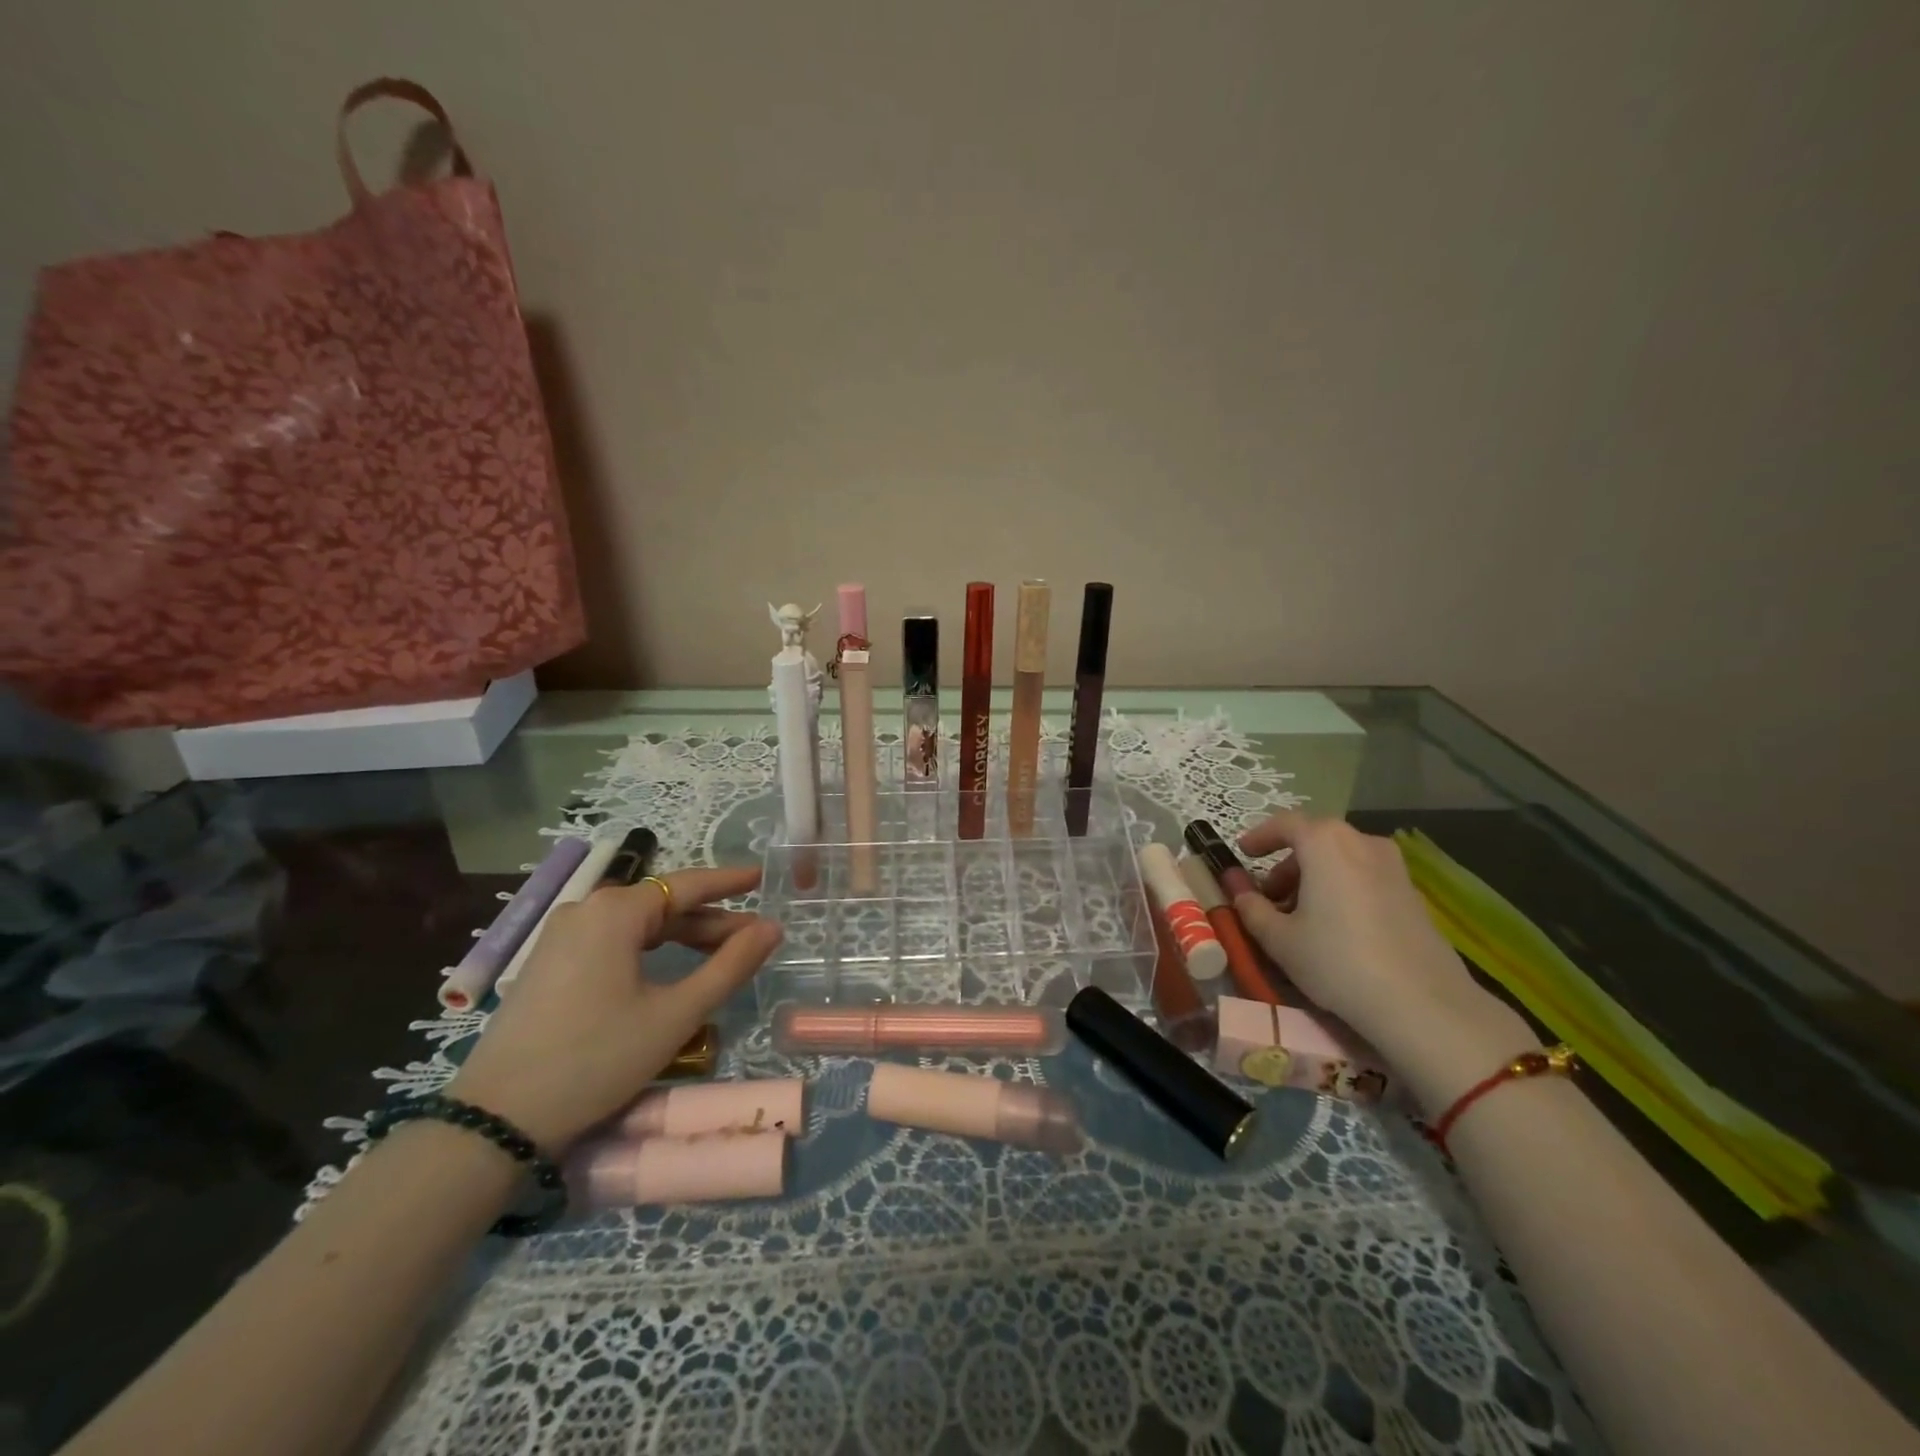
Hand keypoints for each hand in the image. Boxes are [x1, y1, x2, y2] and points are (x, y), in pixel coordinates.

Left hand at [448, 867, 781, 1151]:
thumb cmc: (597, 1058)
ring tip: (721, 954)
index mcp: (615, 911)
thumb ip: (730, 965)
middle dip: (710, 919)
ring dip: (681, 936)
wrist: (497, 1119)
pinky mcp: (549, 964)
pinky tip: (670, 969)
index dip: (728, 881)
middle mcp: (586, 910)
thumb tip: (771, 928)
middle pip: (662, 905)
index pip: (687, 884)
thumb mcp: (676, 1014)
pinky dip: (649, 950)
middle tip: (753, 934)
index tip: (762, 876)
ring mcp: (561, 937)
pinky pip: (612, 942)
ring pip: (638, 925)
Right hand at [1232, 812, 1536, 1109]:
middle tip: (1270, 896)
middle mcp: (1362, 842)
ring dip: (1316, 877)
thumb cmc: (1336, 960)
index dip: (1260, 836)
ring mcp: (1394, 867)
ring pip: (1342, 859)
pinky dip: (1343, 888)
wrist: (1422, 1003)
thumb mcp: (1279, 938)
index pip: (1285, 824)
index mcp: (1326, 842)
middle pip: (1316, 840)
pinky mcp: (1413, 894)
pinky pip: (1365, 877)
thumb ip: (1250, 906)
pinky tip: (1337, 927)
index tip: (1242, 854)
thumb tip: (1236, 888)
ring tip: (1302, 916)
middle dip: (1288, 864)